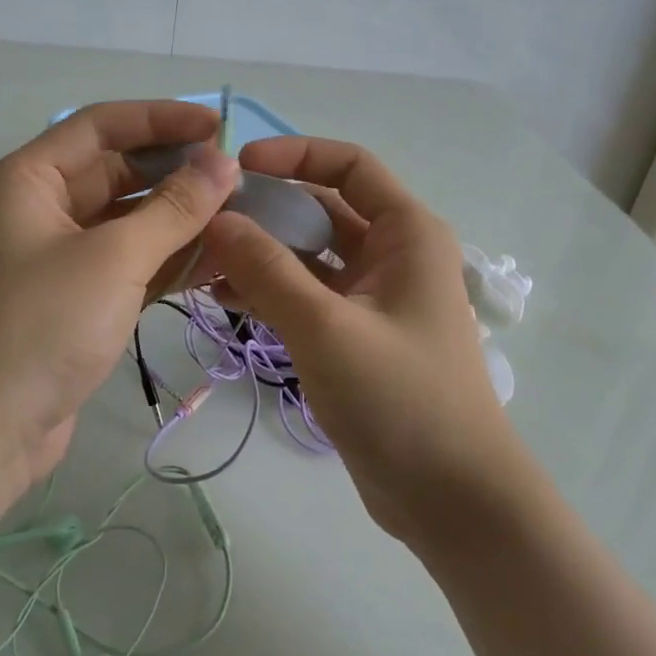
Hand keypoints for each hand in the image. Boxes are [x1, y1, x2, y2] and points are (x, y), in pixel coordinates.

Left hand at [0, 101, 238, 483]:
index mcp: (29, 179)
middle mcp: (39, 208)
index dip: (161, 119)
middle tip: (236, 178)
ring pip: (126, 218)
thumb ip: (173, 207)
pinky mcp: (75, 297)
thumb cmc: (41, 326)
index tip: (217, 127)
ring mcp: (57, 255)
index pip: (101, 126)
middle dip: (175, 172)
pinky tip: (214, 259)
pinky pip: (127, 260)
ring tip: (238, 216)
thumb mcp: (114, 258)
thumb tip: (222, 162)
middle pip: (115, 171)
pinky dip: (166, 258)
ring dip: (177, 217)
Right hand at [200, 136, 511, 543]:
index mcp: (407, 233)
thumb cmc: (402, 400)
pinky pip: (307, 295)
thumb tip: (217, 219)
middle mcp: (393, 254)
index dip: (294, 154)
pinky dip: (270, 290)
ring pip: (309, 255)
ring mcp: (373, 296)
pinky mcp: (356, 334)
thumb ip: (268, 270)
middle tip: (205, 220)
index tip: (236, 167)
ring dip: (261, 253)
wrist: (453, 501)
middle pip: (322, 208)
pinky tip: (223, 297)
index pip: (349, 166)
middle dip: (266, 210)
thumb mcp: (327, 328)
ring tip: (203, 260)